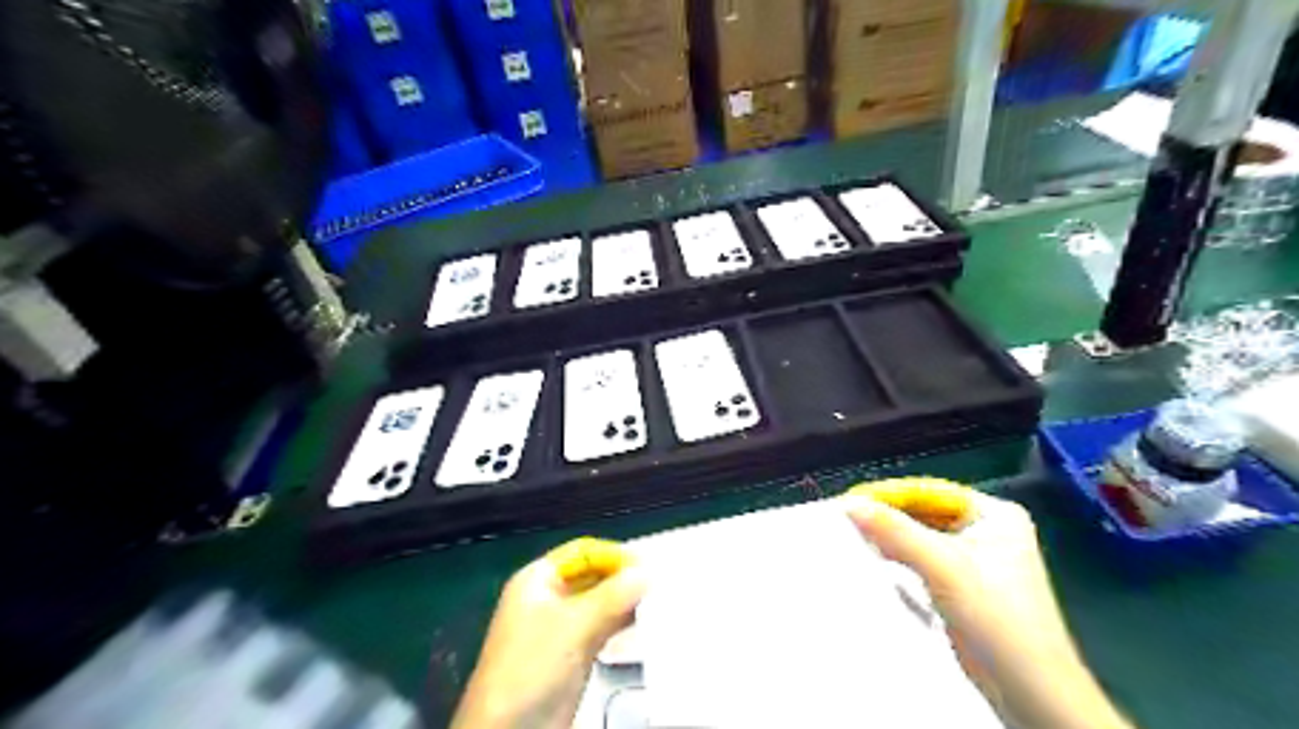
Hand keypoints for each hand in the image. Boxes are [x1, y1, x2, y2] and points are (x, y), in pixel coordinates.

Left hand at [449, 537, 647, 725]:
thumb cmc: (533, 667)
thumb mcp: (574, 626)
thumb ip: (613, 595)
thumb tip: (649, 570)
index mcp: (538, 579)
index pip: (584, 552)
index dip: (614, 555)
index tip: (650, 565)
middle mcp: (549, 598)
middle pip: (593, 575)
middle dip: (623, 578)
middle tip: (661, 582)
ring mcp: (561, 627)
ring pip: (600, 602)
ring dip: (626, 601)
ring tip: (660, 600)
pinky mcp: (573, 655)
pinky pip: (602, 627)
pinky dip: (622, 623)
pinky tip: (647, 622)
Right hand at [848, 482, 1132, 727]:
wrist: (1031, 692)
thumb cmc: (997, 619)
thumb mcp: (943, 566)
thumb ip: (895, 531)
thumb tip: (849, 504)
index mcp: (994, 513)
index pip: (929, 491)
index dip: (888, 494)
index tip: (849, 500)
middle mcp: (986, 530)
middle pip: (924, 513)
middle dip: (887, 517)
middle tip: (845, 519)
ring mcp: (975, 559)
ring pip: (921, 537)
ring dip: (890, 539)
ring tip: (851, 537)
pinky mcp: (963, 585)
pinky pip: (922, 560)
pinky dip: (899, 559)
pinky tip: (873, 560)